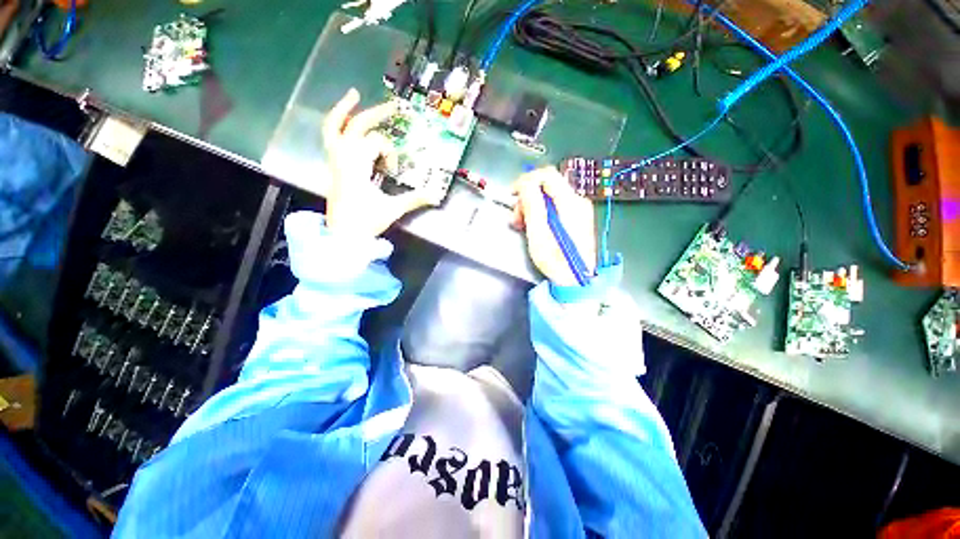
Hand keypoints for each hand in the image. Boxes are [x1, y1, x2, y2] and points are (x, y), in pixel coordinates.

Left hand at [322, 88, 432, 237]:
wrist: (342, 236)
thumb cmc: (365, 222)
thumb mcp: (392, 209)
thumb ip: (414, 199)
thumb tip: (436, 196)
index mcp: (356, 166)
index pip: (375, 143)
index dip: (389, 152)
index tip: (393, 170)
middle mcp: (342, 158)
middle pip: (356, 126)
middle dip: (376, 114)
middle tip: (393, 107)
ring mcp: (334, 162)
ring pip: (334, 128)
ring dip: (344, 110)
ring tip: (354, 95)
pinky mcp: (334, 168)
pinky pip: (330, 139)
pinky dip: (336, 126)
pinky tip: (345, 121)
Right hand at [511, 167, 596, 286]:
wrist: (575, 281)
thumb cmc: (555, 260)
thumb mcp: (538, 232)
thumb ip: (532, 203)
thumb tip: (526, 183)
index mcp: (570, 202)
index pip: (547, 175)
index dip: (527, 180)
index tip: (513, 194)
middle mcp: (578, 202)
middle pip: (548, 185)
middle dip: (528, 197)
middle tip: (517, 217)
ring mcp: (579, 210)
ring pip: (550, 197)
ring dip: (532, 206)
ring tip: (522, 224)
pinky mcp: (576, 219)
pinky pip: (555, 207)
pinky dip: (541, 213)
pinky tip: (534, 226)